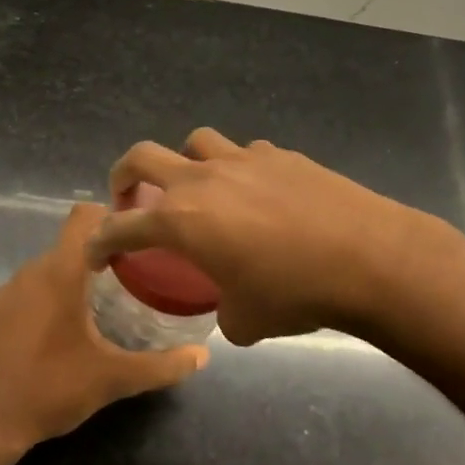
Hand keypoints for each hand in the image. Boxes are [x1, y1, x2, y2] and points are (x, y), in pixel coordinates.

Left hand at [0, 204, 208, 453]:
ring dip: (78, 275)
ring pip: (52, 265)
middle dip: (104, 251)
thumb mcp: (112, 379)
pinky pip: (33, 287)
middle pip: (73, 242)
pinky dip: (54, 294)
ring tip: (109, 300)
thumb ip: (161, 366)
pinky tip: (69, 327)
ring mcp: (9, 290)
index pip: (85, 215)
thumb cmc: (50, 390)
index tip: (141, 236)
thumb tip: (203, 356)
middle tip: (138, 273)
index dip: (113, 216)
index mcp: (60, 272)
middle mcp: (32, 270)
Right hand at [89, 129, 426, 344]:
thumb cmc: (296, 293)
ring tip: (199, 189)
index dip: (101, 242)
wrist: (368, 258)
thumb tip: (229, 309)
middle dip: (124, 176)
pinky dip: (238, 169)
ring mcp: (243, 160)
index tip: (96, 254)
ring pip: (195, 143)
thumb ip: (224, 313)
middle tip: (129, 198)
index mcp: (182, 220)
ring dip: (184, 163)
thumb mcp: (247, 322)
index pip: (122, 227)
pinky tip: (257, 194)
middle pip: (142, 156)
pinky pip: (244, 154)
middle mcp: (203, 179)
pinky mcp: (280, 155)